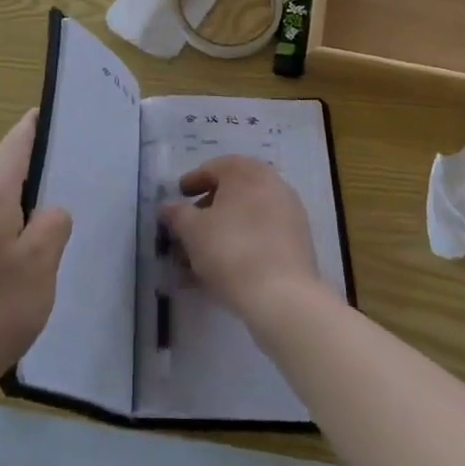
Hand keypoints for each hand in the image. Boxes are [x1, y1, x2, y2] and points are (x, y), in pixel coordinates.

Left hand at [0, 110, 72, 410]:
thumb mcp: (41, 265)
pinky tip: (20, 269)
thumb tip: (49, 213)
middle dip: (37, 177)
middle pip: (6, 176)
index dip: (36, 126)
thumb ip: (53, 225)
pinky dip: (6, 237)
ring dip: (22, 214)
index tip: (57, 115)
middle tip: (72, 186)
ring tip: (52, 234)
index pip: (16, 143)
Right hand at [159, 155, 324, 327]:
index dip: (192, 182)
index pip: (214, 168)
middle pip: (232, 194)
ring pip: (246, 219)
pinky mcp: (297, 244)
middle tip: (187, 229)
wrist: (283, 297)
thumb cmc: (231, 250)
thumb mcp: (192, 230)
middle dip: (206, 212)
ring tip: (198, 259)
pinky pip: (261, 237)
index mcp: (247, 171)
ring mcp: (289, 214)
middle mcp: (272, 184)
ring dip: (221, 233)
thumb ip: (177, 214)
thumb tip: (167, 207)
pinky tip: (221, 271)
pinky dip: (240, 247)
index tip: (179, 197)